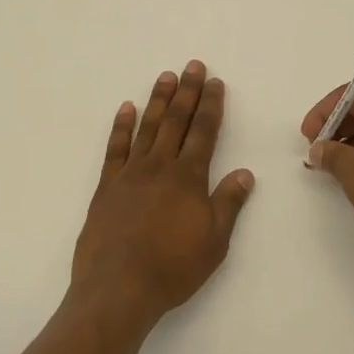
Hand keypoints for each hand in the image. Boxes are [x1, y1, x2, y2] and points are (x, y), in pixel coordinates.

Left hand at [72, 61, 253, 333]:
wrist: (118, 288)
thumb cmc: (172, 268)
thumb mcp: (214, 242)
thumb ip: (228, 204)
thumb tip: (245, 173)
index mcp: (189, 177)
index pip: (204, 132)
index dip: (211, 105)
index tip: (215, 82)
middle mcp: (160, 166)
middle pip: (176, 121)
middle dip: (187, 91)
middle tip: (193, 65)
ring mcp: (130, 173)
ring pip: (147, 127)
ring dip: (158, 100)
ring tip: (166, 76)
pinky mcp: (107, 186)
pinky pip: (115, 148)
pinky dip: (121, 126)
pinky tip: (126, 108)